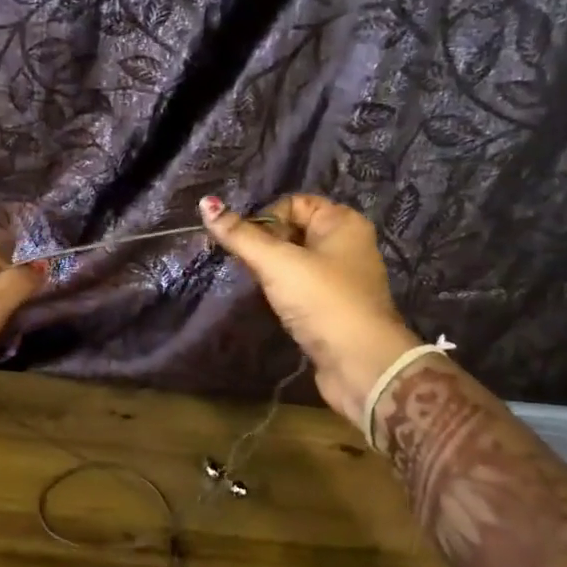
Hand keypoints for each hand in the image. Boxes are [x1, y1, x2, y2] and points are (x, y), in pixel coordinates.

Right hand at [199, 195, 418, 422]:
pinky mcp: (334, 307)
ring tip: (255, 285)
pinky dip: (284, 292)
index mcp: (342, 222)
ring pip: (296, 262)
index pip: (294, 203)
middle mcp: (347, 245)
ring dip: (272, 271)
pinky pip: (302, 288)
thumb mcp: (277, 263)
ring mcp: (342, 279)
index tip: (244, 243)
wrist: (360, 363)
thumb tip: (206, 203)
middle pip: (294, 231)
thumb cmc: (322, 300)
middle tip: (246, 266)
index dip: (266, 218)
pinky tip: (272, 304)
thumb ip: (241, 236)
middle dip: (265, 245)